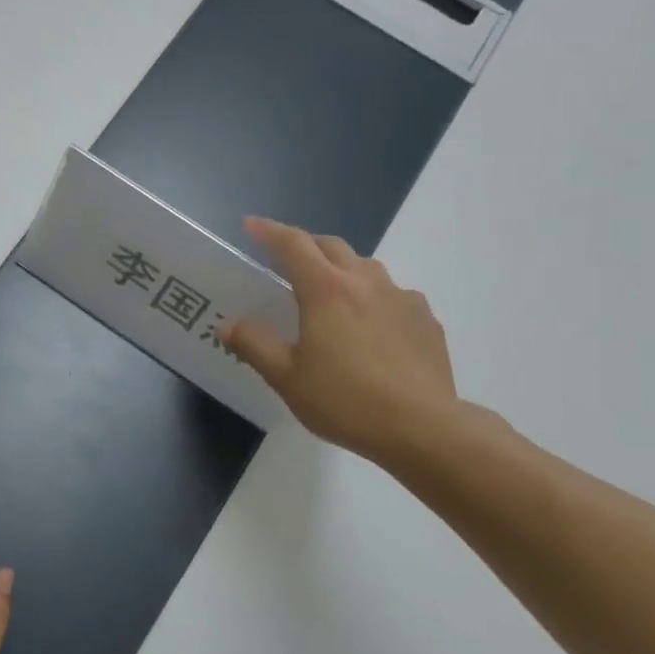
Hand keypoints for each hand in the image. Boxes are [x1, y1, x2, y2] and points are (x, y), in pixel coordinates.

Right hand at [220, 217, 458, 463]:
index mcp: (326, 291)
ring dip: (342, 269)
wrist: (422, 428)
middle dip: (306, 244)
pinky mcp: (426, 320)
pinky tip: (371, 328)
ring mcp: (402, 299)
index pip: (292, 245)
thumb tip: (228, 325)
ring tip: (330, 293)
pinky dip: (373, 299)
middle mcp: (365, 282)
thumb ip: (254, 346)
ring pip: (366, 268)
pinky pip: (394, 296)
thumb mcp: (286, 378)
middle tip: (286, 258)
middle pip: (332, 247)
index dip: (269, 231)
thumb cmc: (345, 400)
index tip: (250, 225)